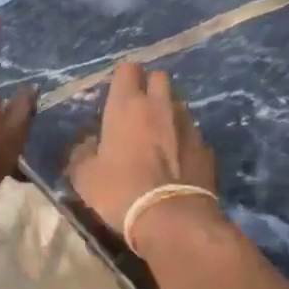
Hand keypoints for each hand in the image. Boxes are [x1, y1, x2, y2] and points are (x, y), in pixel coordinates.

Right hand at [67, 61, 218, 236]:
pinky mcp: (206, 147)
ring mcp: (188, 124)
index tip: (116, 94)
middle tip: (138, 111)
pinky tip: (177, 162)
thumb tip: (87, 144)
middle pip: (159, 77)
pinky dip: (184, 141)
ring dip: (168, 113)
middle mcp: (160, 105)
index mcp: (127, 105)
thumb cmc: (121, 191)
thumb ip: (82, 153)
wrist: (174, 219)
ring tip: (159, 137)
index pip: (127, 69)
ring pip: (178, 104)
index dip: (122, 78)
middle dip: (149, 87)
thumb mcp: (85, 177)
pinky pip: (192, 133)